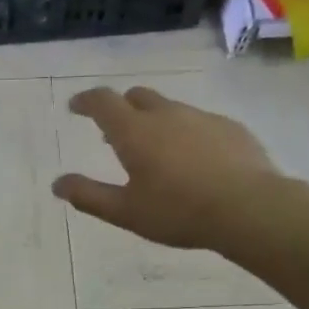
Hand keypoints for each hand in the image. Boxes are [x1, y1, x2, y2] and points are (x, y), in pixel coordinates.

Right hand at [53, 87, 284, 250]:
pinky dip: (186, 133)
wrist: (250, 209)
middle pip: (137, 97)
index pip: (102, 102)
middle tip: (114, 133)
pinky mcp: (230, 128)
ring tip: (156, 151)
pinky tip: (194, 161)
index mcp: (134, 132)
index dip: (86, 101)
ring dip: (154, 121)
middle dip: (121, 108)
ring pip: (170, 108)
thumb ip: (89, 196)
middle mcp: (166, 115)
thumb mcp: (126, 212)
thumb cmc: (179, 212)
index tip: (76, 107)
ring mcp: (201, 117)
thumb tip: (58, 184)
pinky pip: (199, 122)